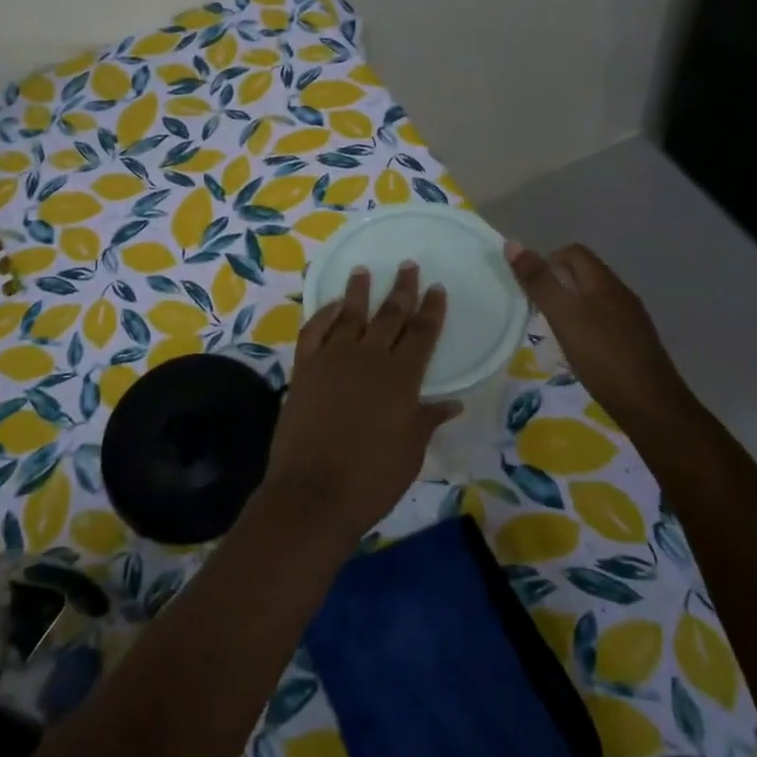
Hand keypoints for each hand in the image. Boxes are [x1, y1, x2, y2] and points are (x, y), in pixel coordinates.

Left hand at [261, 262, 458, 544]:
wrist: (314, 492)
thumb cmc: (372, 478)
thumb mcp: (410, 451)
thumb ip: (427, 419)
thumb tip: (452, 403)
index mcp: (401, 378)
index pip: (422, 333)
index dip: (431, 309)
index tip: (437, 287)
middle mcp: (369, 359)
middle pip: (389, 315)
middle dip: (401, 289)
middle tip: (407, 265)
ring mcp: (332, 360)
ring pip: (349, 315)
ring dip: (357, 292)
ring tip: (362, 271)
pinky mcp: (304, 368)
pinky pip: (313, 331)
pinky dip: (322, 315)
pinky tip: (330, 306)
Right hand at [506, 242, 692, 428]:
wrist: (651, 406)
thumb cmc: (602, 356)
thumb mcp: (563, 316)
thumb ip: (539, 282)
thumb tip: (513, 244)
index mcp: (604, 282)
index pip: (574, 252)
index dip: (548, 260)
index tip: (531, 287)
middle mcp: (620, 294)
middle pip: (585, 274)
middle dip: (558, 283)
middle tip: (537, 309)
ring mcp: (631, 319)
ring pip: (595, 298)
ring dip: (571, 305)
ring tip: (554, 330)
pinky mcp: (635, 343)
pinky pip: (605, 320)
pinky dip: (586, 325)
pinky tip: (579, 350)